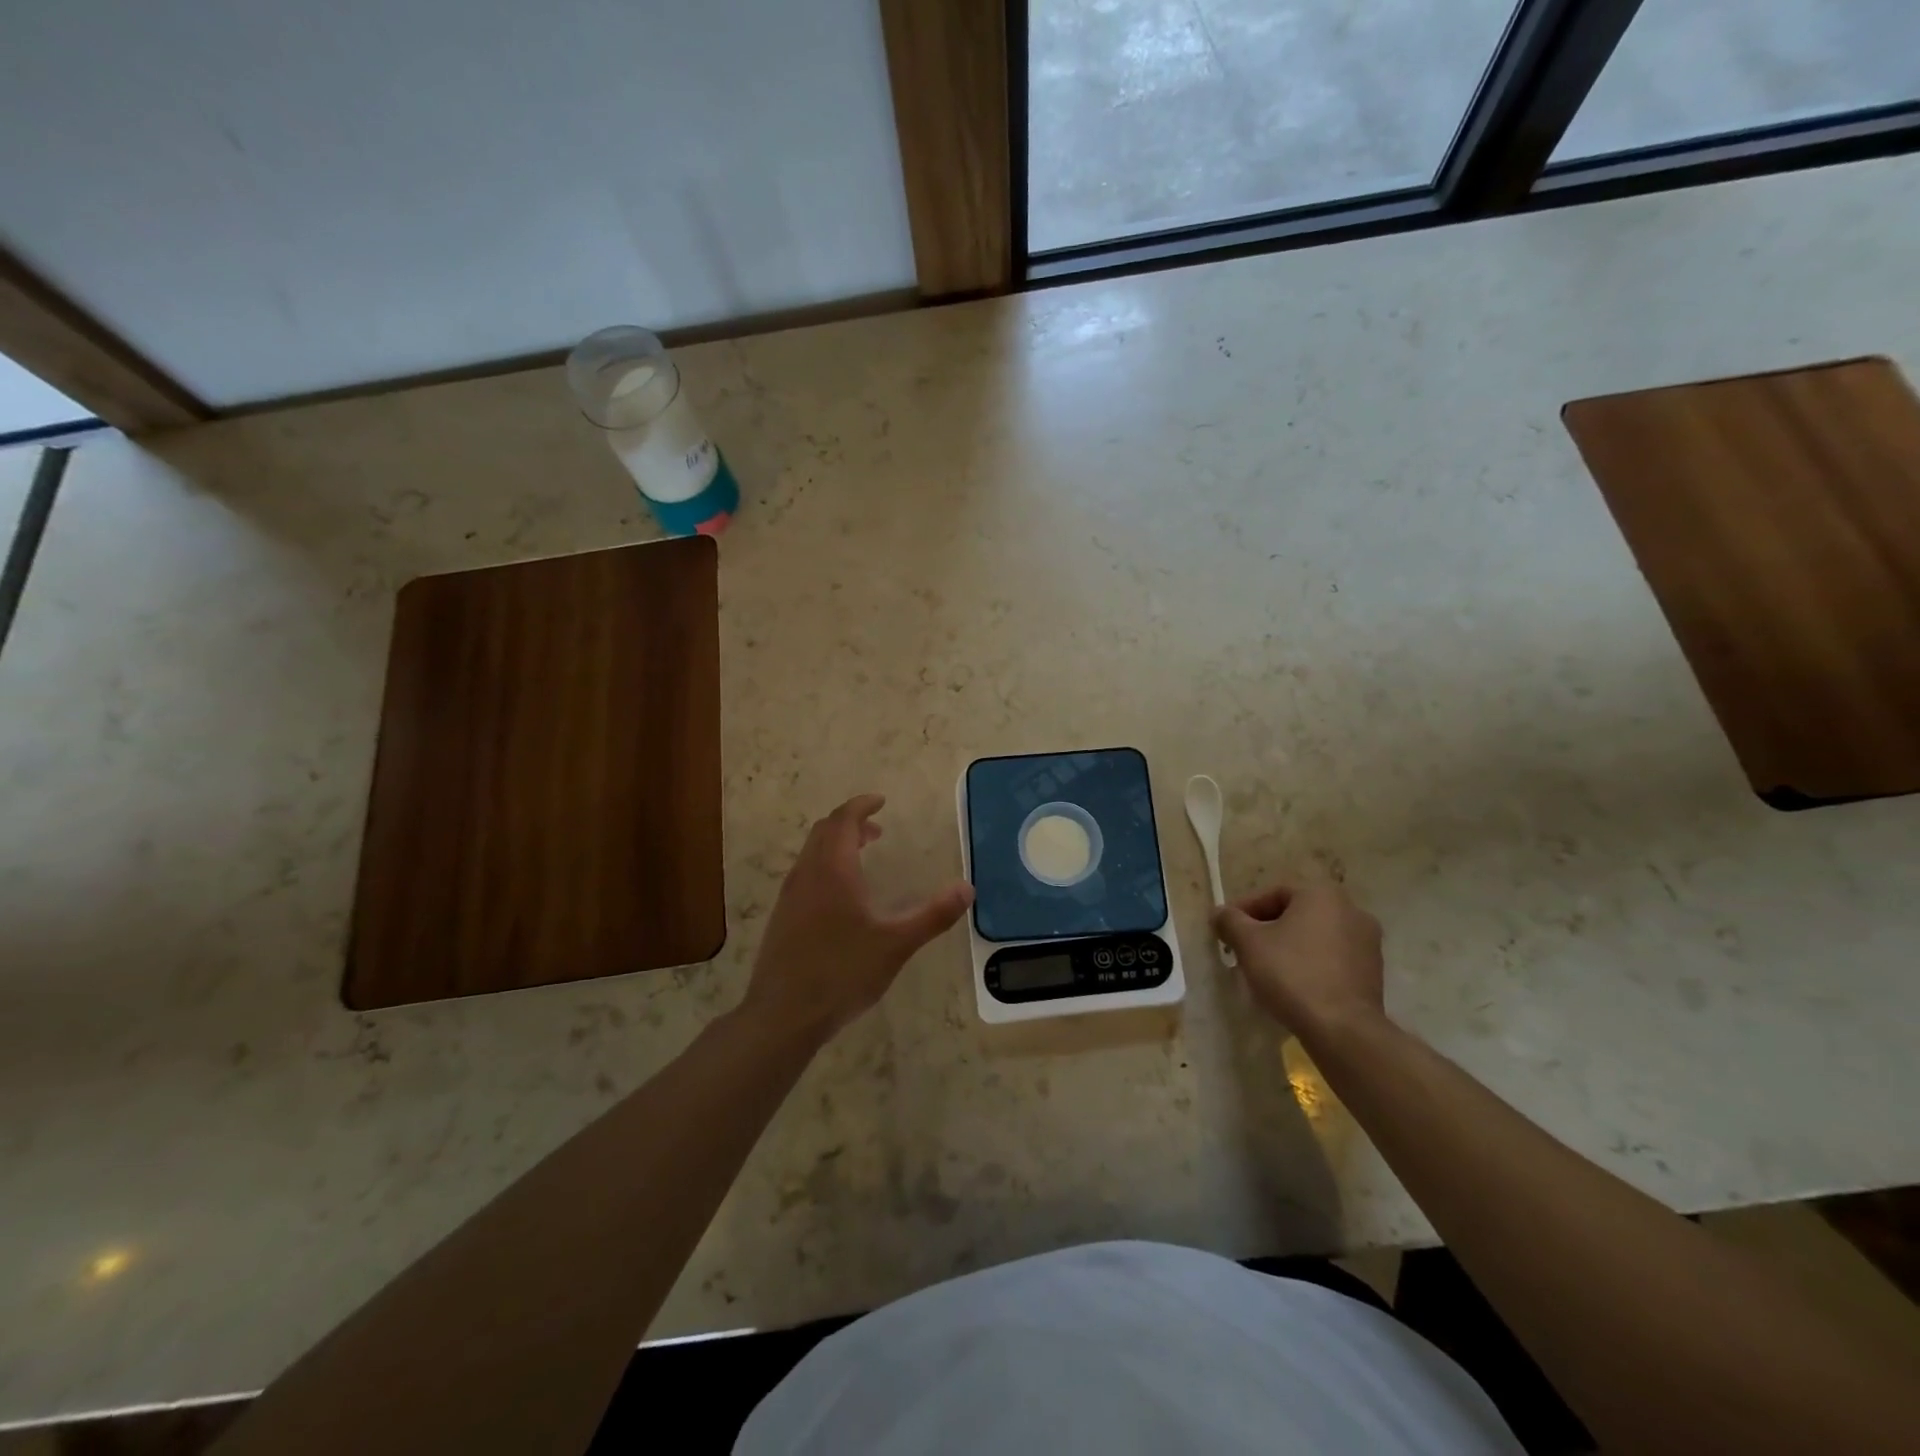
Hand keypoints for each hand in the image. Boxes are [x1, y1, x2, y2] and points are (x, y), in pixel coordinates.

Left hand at [743, 794, 972, 1042]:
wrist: (782, 1014)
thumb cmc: (842, 973)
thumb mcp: (896, 945)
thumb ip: (933, 915)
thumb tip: (967, 889)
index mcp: (833, 869)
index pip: (843, 819)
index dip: (861, 805)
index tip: (880, 802)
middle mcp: (807, 873)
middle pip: (824, 831)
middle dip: (850, 823)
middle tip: (876, 832)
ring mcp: (789, 895)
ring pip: (811, 852)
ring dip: (836, 844)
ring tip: (862, 859)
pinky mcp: (782, 916)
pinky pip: (805, 873)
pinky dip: (824, 865)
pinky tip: (840, 897)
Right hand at [1212, 881, 1384, 1035]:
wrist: (1342, 1029)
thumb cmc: (1291, 974)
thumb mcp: (1248, 943)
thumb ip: (1230, 921)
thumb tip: (1220, 913)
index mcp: (1322, 894)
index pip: (1273, 893)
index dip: (1244, 910)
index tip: (1225, 930)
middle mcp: (1351, 910)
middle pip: (1295, 913)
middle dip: (1266, 929)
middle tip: (1242, 948)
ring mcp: (1367, 943)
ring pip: (1314, 937)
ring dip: (1288, 947)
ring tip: (1264, 969)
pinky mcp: (1373, 972)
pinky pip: (1331, 958)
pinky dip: (1309, 964)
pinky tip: (1292, 985)